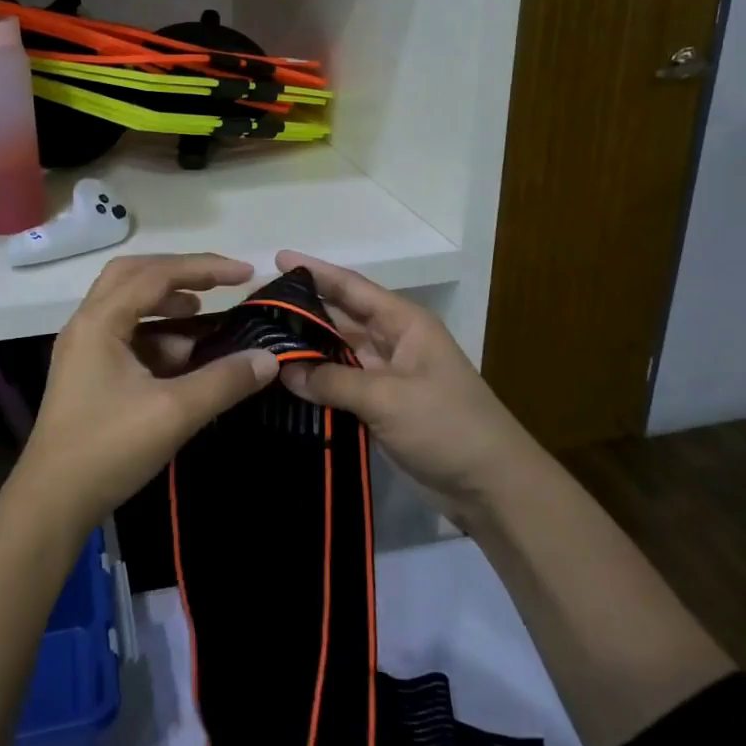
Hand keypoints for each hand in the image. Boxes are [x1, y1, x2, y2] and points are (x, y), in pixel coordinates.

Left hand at [9, 254, 278, 533]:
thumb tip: (269, 358)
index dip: (204, 268)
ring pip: (128, 305)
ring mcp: (84, 349)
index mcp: (100, 321)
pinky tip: (185, 356)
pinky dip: (157, 334)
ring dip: (167, 305)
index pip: (156, 275)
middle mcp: (87, 324)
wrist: (51, 503)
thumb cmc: (108, 449)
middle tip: (219, 284)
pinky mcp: (88, 373)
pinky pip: (126, 335)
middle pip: (134, 276)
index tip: (245, 274)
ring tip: (205, 316)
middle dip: (180, 274)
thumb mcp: (174, 413)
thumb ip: (224, 381)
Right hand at [273, 251, 536, 515]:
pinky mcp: (380, 406)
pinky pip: (340, 384)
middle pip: (340, 318)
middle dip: (302, 310)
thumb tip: (285, 371)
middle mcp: (392, 342)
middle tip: (255, 307)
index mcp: (404, 323)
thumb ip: (334, 380)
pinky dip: (315, 382)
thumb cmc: (447, 426)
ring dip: (305, 349)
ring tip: (259, 342)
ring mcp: (386, 375)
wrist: (491, 486)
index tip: (277, 259)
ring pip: (336, 352)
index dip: (316, 272)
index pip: (352, 288)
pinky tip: (282, 382)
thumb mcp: (389, 397)